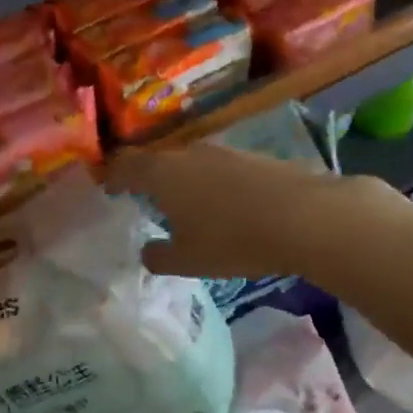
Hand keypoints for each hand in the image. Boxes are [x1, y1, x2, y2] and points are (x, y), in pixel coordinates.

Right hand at [106, 142, 374, 281]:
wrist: (304, 216)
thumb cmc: (232, 240)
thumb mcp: (188, 260)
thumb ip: (159, 256)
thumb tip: (147, 251)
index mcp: (163, 173)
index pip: (125, 164)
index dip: (113, 176)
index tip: (108, 190)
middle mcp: (190, 153)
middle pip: (159, 161)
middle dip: (150, 180)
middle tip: (146, 203)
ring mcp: (225, 152)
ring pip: (192, 164)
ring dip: (185, 183)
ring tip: (187, 209)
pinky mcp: (255, 157)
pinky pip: (221, 169)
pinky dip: (214, 186)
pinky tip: (227, 208)